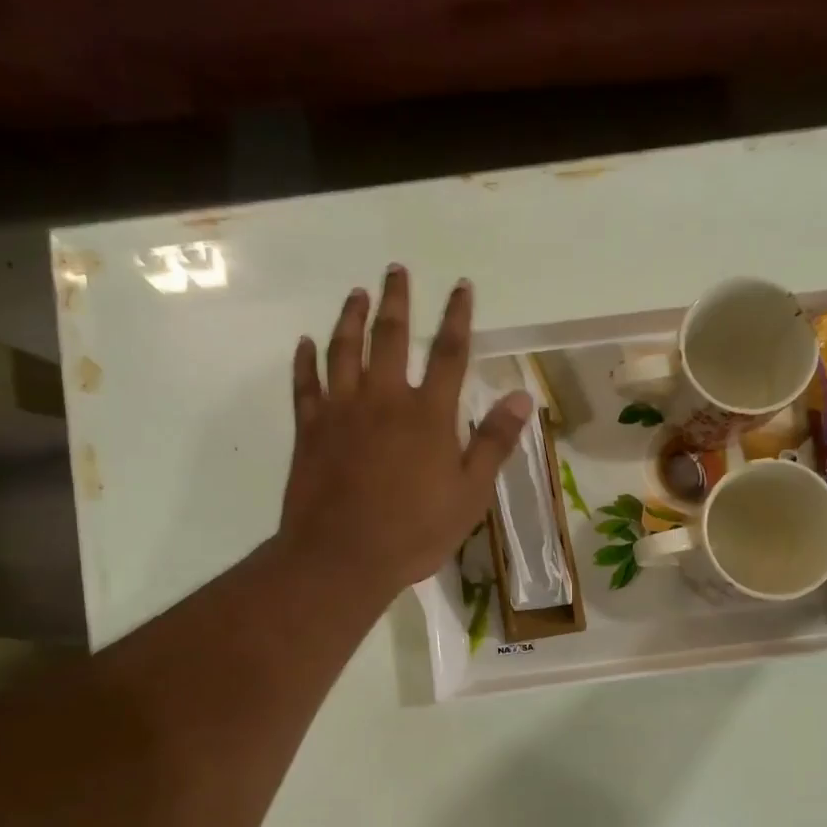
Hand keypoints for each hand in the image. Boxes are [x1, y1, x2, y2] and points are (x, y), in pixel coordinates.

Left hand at [280, 265, 532, 598]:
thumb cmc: (415, 531)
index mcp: (428, 414)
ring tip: (356, 294)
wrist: (343, 556)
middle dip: (397, 300)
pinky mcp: (310, 429)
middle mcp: (384, 399)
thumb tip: (521, 397)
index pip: (450, 354)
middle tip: (395, 270)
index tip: (461, 286)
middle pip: (391, 336)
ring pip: (345, 350)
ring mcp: (342, 410)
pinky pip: (305, 384)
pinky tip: (306, 343)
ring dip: (351, 318)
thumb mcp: (470, 494)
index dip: (458, 317)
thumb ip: (494, 443)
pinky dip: (305, 361)